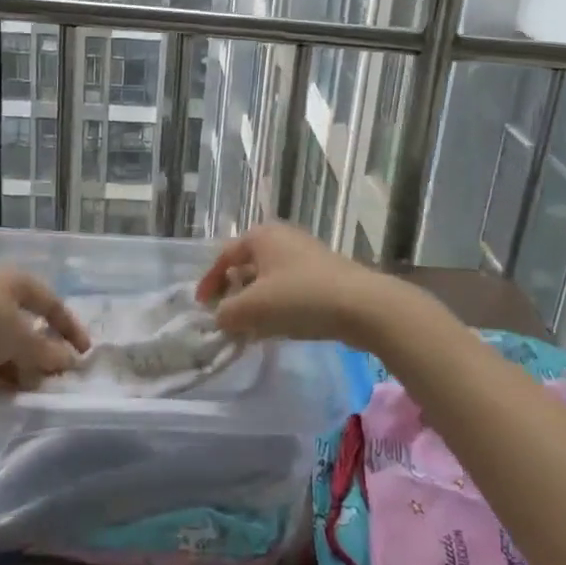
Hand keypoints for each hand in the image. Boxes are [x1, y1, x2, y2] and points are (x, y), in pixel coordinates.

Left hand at [0, 269, 91, 389]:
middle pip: (26, 328)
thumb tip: (68, 361)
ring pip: (1, 348)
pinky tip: (1, 395)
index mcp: (16, 284)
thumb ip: (45, 352)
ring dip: (17, 369)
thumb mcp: (18, 337)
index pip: (52, 305)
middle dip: (40, 355)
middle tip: (52, 380)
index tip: (85, 354)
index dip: (70, 328)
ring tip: (28, 393)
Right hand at [195, 223, 418, 352]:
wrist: (362, 306)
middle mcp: (282, 238)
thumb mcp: (253, 308)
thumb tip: (221, 318)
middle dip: (233, 293)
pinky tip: (279, 328)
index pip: (225, 256)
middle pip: (247, 265)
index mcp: (261, 236)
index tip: (202, 307)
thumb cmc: (300, 298)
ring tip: (250, 328)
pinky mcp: (324, 275)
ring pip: (269, 279)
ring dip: (256, 302)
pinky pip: (290, 288)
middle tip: (226, 318)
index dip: (209, 282)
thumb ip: (227, 313)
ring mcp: (306, 255)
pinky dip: (277, 305)